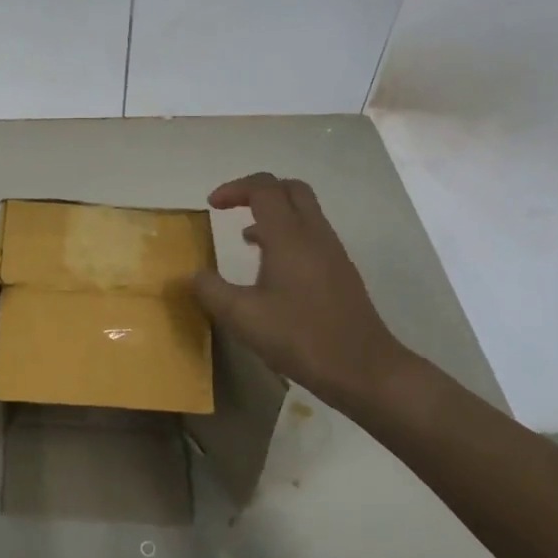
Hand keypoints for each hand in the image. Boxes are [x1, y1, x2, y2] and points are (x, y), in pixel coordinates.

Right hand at [192, 173, 409, 414]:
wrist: (364, 369)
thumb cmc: (301, 338)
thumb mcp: (243, 318)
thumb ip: (211, 291)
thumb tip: (193, 275)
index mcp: (289, 236)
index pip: (263, 188)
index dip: (234, 189)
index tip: (211, 205)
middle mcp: (314, 234)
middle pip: (290, 188)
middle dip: (257, 190)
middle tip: (232, 208)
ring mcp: (332, 252)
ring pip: (304, 211)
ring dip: (273, 213)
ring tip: (246, 237)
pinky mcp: (341, 271)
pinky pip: (311, 234)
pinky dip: (287, 234)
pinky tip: (272, 268)